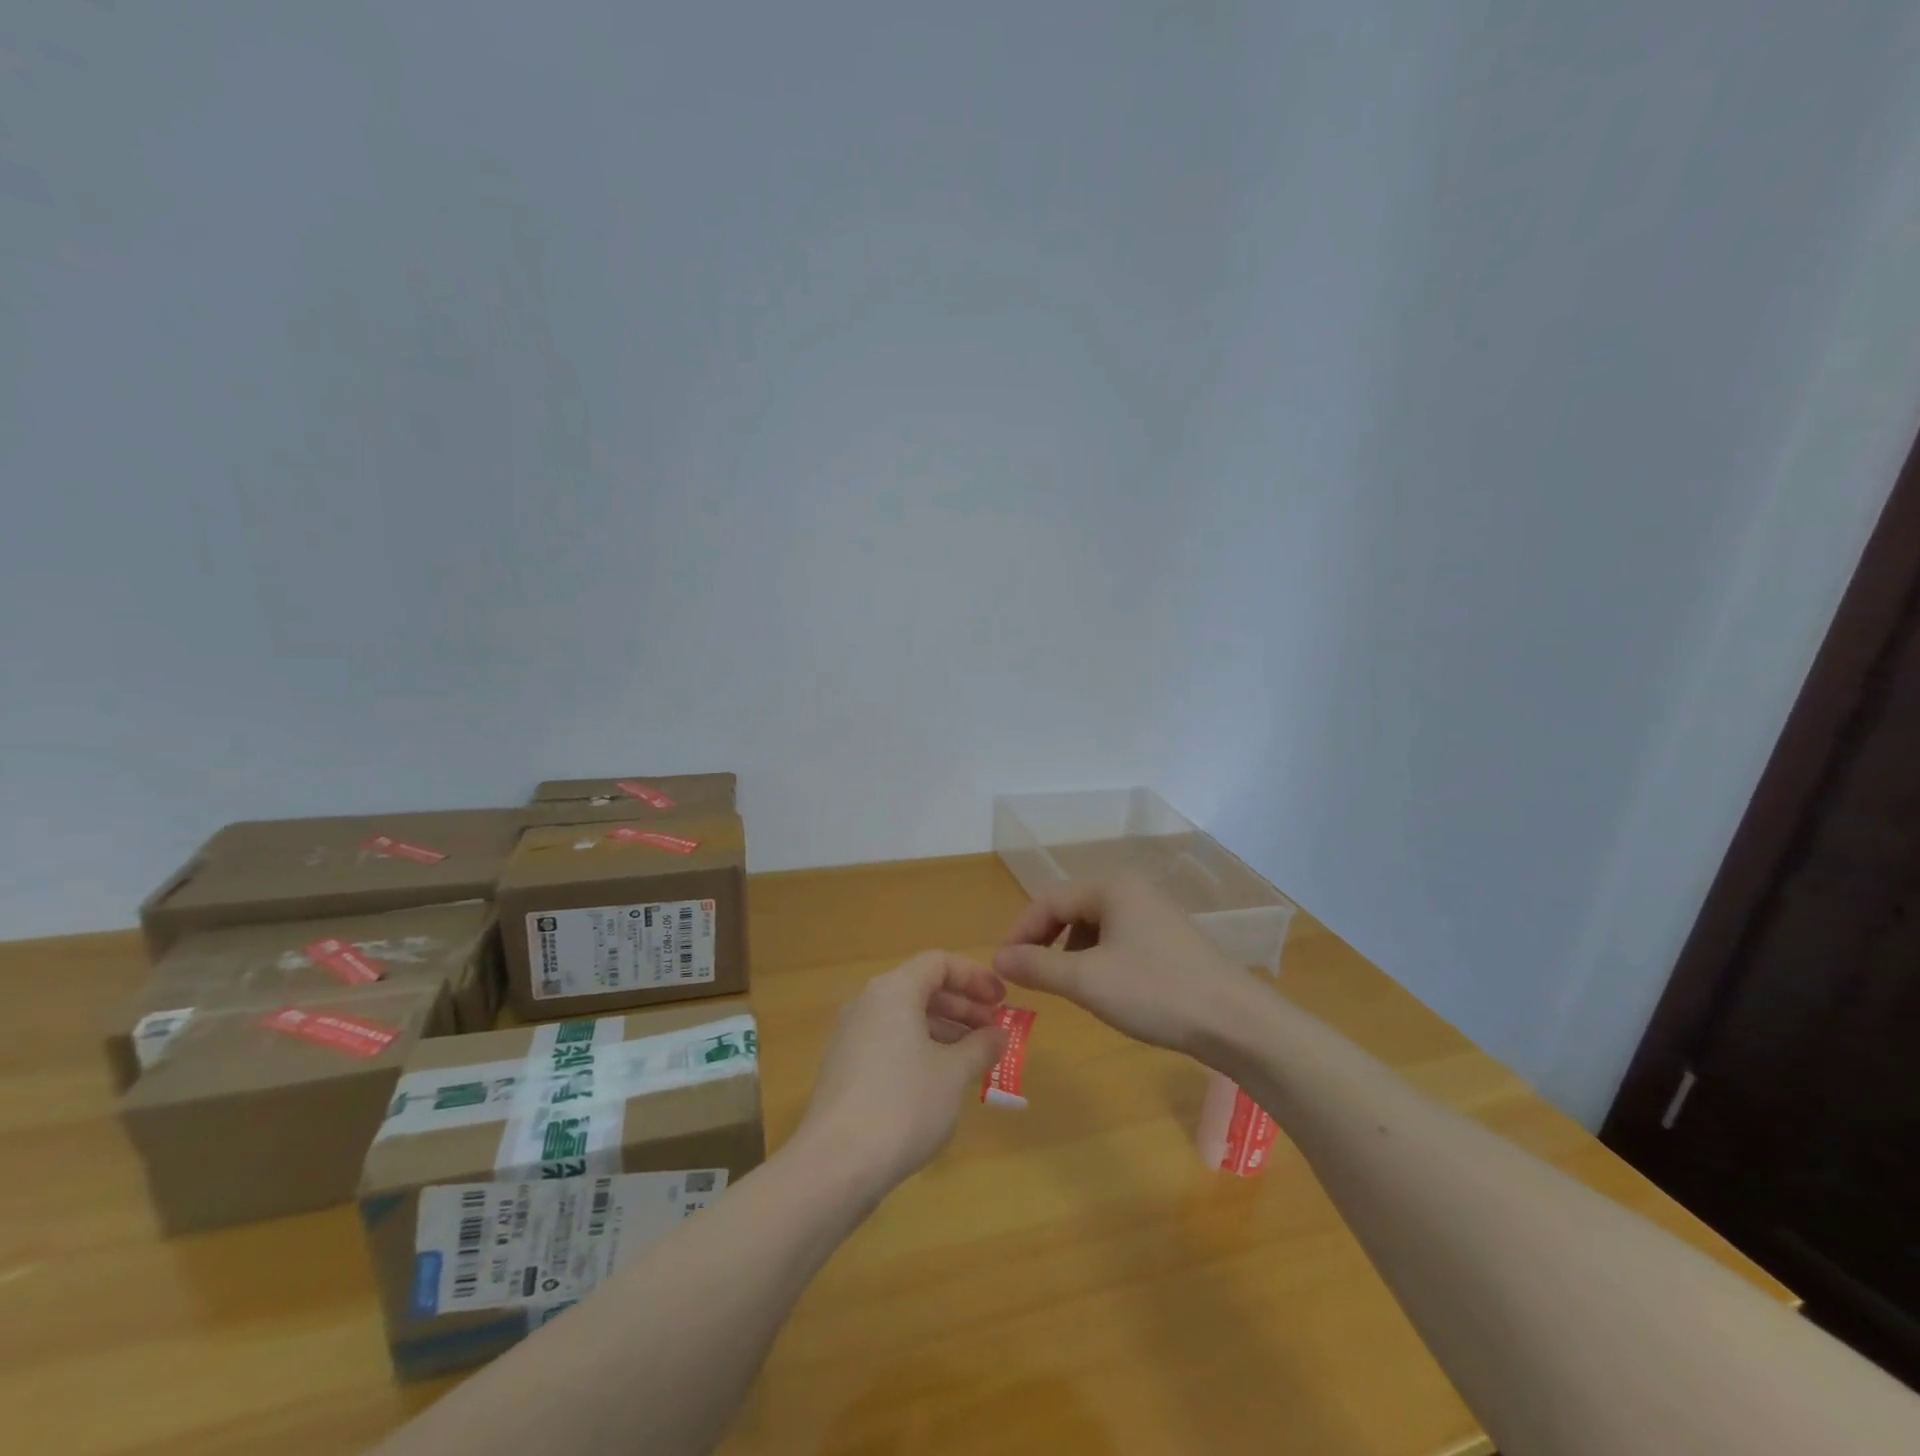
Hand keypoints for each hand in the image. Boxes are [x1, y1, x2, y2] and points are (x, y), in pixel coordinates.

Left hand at [792, 951, 1007, 1192]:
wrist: (836, 1164)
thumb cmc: (904, 1105)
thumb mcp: (954, 1074)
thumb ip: (981, 1046)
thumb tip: (998, 1034)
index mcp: (893, 990)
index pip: (939, 963)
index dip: (975, 977)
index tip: (1003, 1002)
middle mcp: (868, 1003)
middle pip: (922, 988)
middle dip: (962, 1006)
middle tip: (994, 1031)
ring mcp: (851, 1036)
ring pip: (905, 1017)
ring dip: (944, 1030)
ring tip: (974, 1058)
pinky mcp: (844, 1067)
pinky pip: (890, 1041)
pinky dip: (920, 1048)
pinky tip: (940, 1080)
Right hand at [992, 874, 1266, 1057]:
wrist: (1236, 1022)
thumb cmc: (1155, 993)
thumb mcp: (1087, 981)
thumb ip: (1037, 966)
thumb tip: (999, 958)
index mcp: (1111, 888)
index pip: (1048, 900)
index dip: (1020, 932)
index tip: (1003, 968)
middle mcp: (1132, 890)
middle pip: (1070, 908)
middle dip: (1044, 940)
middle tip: (1029, 975)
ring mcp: (1154, 913)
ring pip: (1094, 925)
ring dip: (1070, 951)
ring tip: (1065, 984)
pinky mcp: (1169, 939)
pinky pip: (1118, 938)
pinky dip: (1098, 958)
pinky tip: (1103, 987)